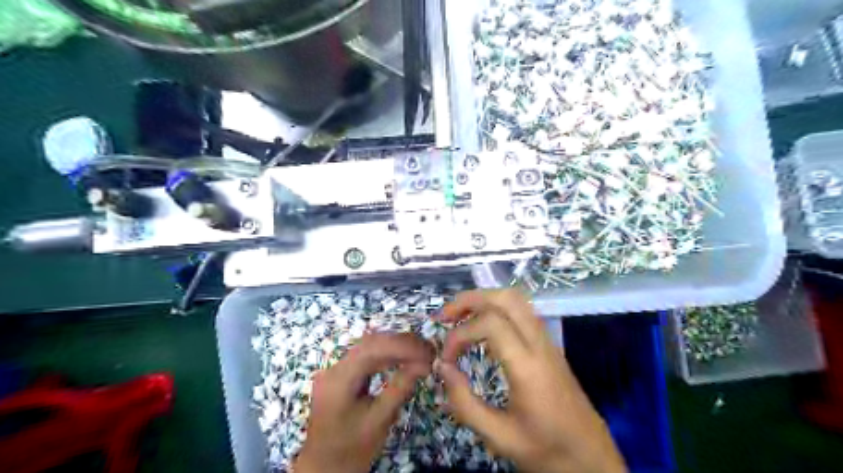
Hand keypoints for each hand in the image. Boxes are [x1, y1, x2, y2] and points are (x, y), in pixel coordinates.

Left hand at [292, 332, 433, 471]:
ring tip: (421, 352)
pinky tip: (403, 358)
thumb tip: (424, 363)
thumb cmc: (351, 450)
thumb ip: (400, 388)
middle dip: (401, 343)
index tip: (427, 352)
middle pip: (370, 343)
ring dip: (396, 346)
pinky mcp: (342, 375)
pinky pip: (366, 357)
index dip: (402, 346)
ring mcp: (336, 370)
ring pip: (369, 347)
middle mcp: (334, 368)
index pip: (372, 349)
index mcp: (338, 380)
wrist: (324, 469)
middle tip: (429, 349)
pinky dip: (387, 355)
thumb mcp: (379, 421)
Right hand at [438, 289, 628, 472]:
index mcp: (528, 366)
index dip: (460, 333)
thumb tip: (443, 367)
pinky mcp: (549, 344)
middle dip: (470, 300)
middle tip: (445, 317)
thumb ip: (464, 402)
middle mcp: (540, 344)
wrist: (591, 457)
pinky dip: (496, 309)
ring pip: (516, 299)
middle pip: (506, 298)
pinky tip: (482, 329)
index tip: (447, 358)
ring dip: (483, 300)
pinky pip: (521, 312)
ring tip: (459, 317)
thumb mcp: (499, 437)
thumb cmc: (546, 449)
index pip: (491, 323)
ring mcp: (547, 341)